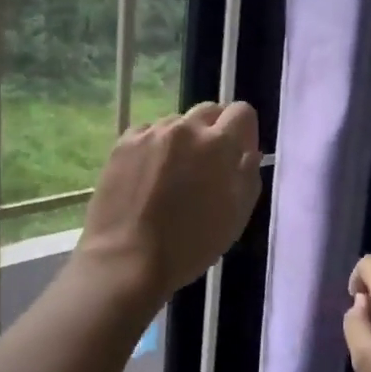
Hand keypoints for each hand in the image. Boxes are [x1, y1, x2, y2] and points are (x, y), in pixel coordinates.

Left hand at [77, 101, 261, 302]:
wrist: (126, 260)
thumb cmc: (189, 245)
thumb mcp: (236, 216)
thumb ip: (248, 175)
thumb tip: (248, 152)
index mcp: (218, 144)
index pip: (241, 111)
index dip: (245, 131)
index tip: (239, 154)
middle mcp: (185, 128)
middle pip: (209, 111)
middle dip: (215, 131)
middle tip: (208, 165)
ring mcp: (150, 133)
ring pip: (176, 123)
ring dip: (183, 140)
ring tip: (173, 175)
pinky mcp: (122, 143)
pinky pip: (148, 134)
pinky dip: (154, 147)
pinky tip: (148, 177)